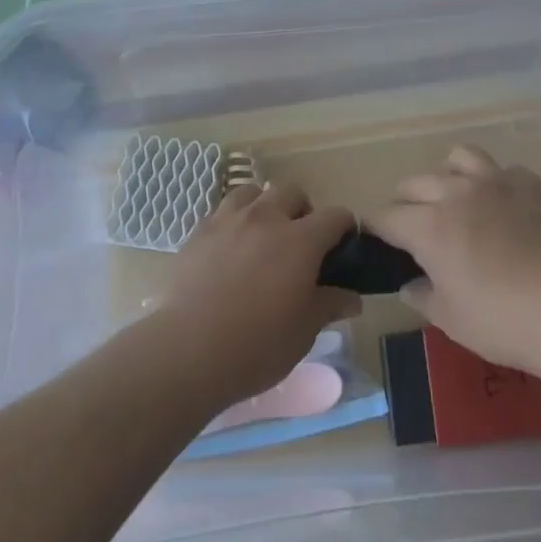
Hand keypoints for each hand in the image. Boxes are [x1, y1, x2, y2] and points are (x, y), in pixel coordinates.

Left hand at [160, 182, 360, 406]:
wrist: (188, 350)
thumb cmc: (256, 345)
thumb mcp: (303, 332)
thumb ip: (330, 305)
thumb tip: (352, 297)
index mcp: (301, 240)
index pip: (335, 216)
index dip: (345, 227)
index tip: (344, 244)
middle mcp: (267, 218)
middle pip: (292, 191)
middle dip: (302, 210)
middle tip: (300, 242)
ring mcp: (229, 220)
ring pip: (254, 192)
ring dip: (265, 207)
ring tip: (262, 236)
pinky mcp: (199, 231)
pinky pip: (223, 211)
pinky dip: (234, 221)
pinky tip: (230, 248)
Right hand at [368, 145, 540, 372]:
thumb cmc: (501, 321)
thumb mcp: (450, 320)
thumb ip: (422, 296)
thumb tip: (410, 284)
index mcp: (428, 226)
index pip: (386, 217)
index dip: (375, 229)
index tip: (376, 241)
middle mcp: (455, 193)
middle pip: (415, 183)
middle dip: (407, 204)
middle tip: (416, 231)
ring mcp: (495, 182)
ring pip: (459, 158)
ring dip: (449, 176)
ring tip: (458, 200)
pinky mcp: (530, 184)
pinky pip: (504, 171)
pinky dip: (497, 184)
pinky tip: (505, 207)